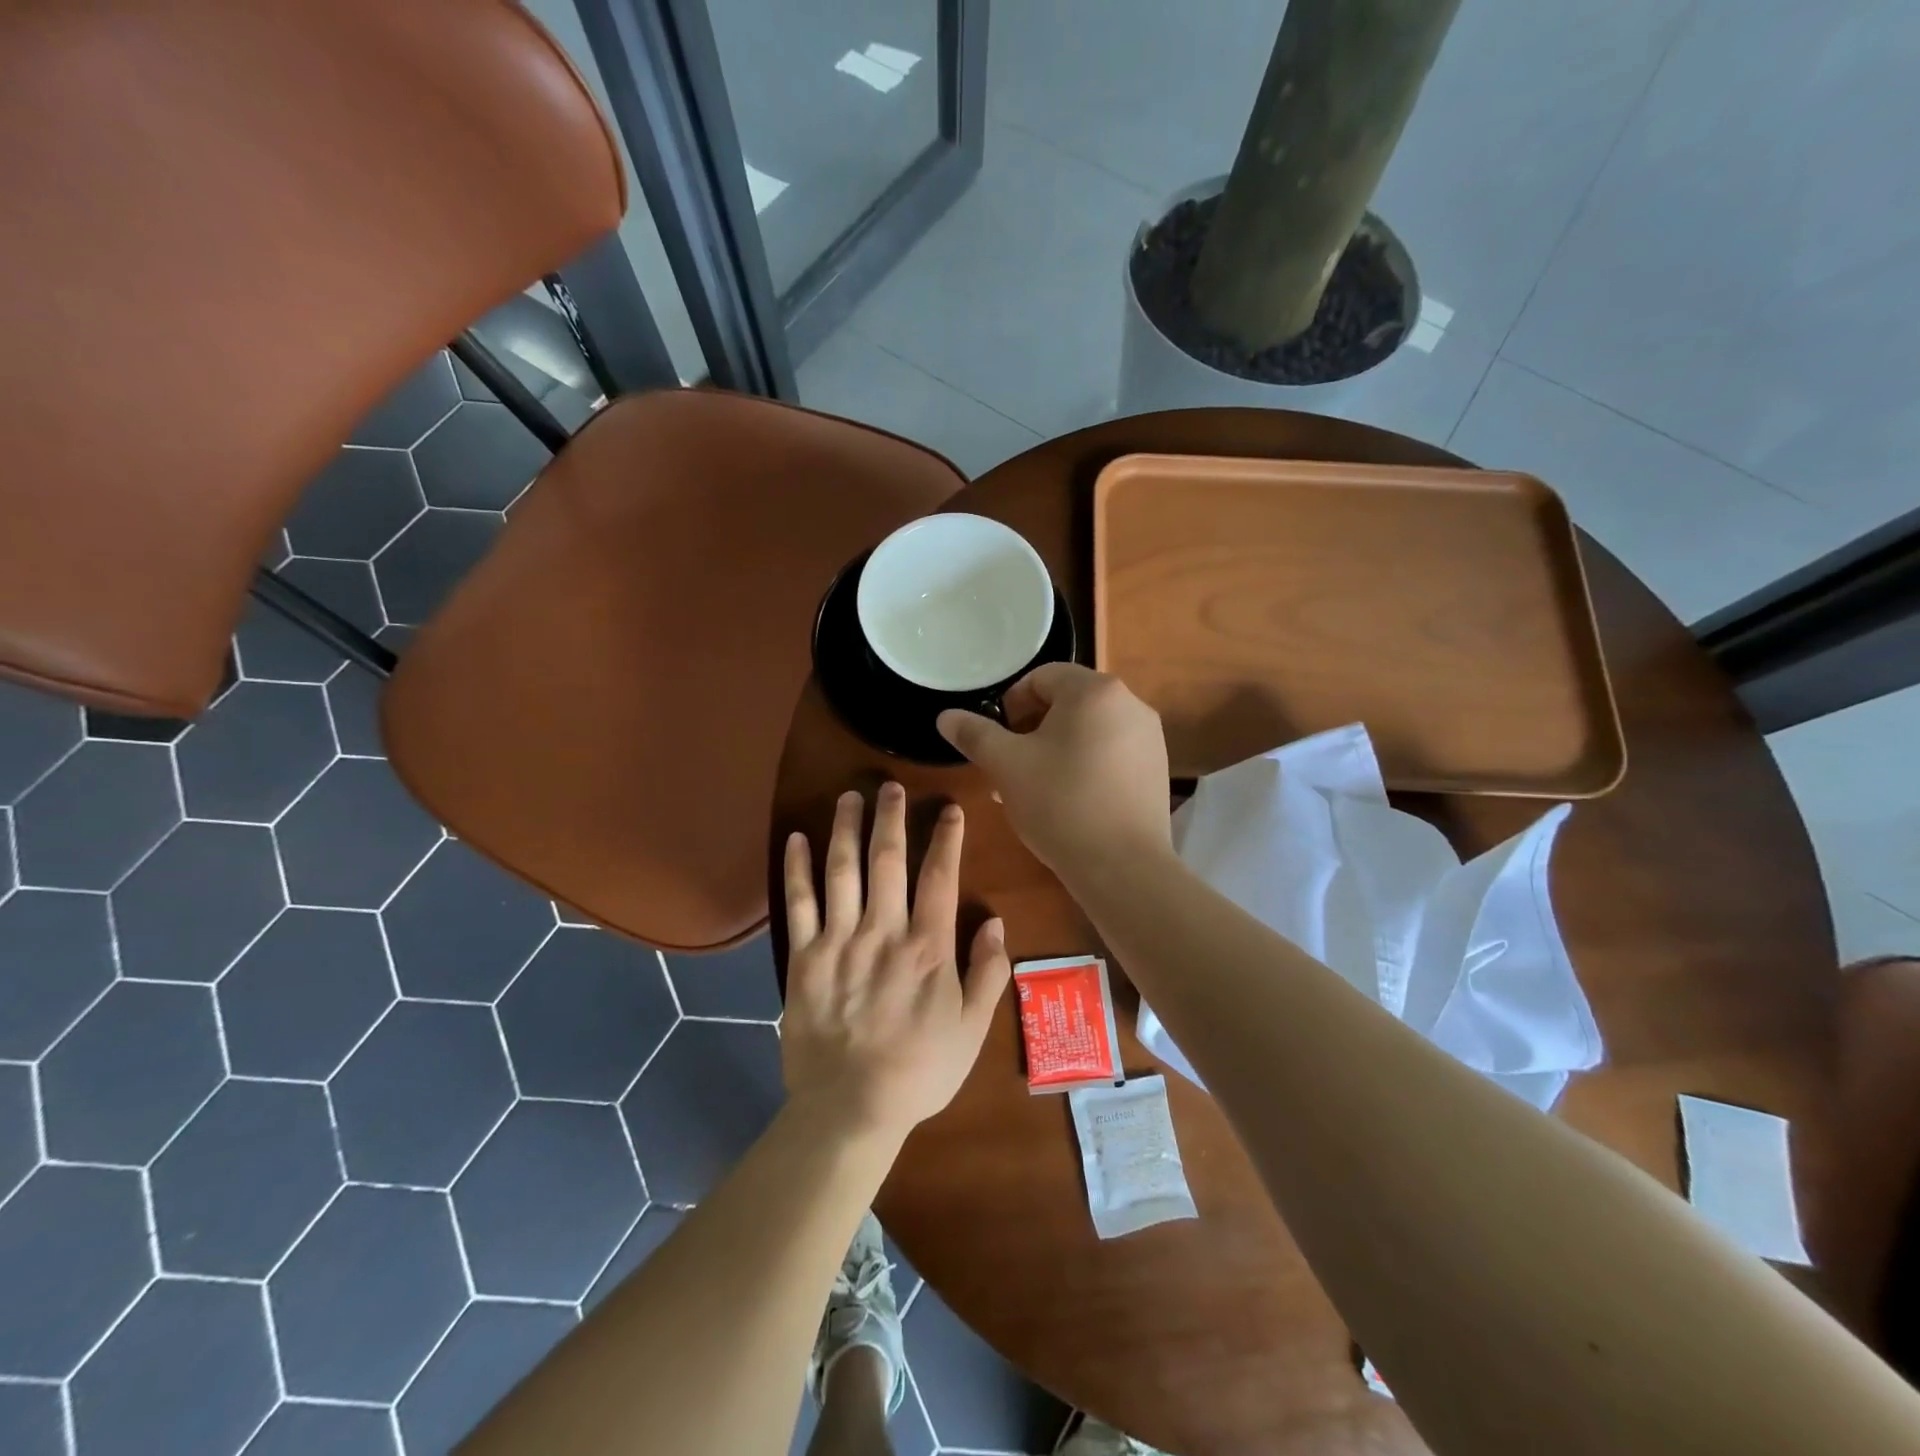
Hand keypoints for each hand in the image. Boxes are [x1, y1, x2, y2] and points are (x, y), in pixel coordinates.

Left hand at [782, 783, 1011, 1141]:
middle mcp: (883, 932)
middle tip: (891, 785)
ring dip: (846, 828)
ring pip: (842, 870)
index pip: (939, 877)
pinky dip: (797, 868)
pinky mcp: (802, 957)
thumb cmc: (919, 1070)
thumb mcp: (972, 1029)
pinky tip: (797, 837)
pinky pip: (798, 903)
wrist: (850, 1109)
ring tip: (849, 795)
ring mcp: (839, 941)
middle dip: (891, 818)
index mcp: (928, 947)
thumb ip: (988, 973)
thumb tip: (995, 921)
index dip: (945, 838)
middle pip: (887, 860)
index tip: (949, 809)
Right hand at [936, 664, 1172, 879]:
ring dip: (1055, 749)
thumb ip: (974, 734)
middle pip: (1067, 702)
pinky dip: (1084, 765)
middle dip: (1031, 729)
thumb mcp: (1006, 765)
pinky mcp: (1156, 770)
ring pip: (1089, 730)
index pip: (1042, 677)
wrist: (1123, 866)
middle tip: (1009, 764)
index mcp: (1094, 691)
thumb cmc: (1060, 803)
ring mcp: (1149, 738)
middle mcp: (1129, 704)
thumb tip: (946, 716)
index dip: (1011, 703)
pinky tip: (1066, 801)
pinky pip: (1111, 754)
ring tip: (1032, 787)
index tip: (997, 737)